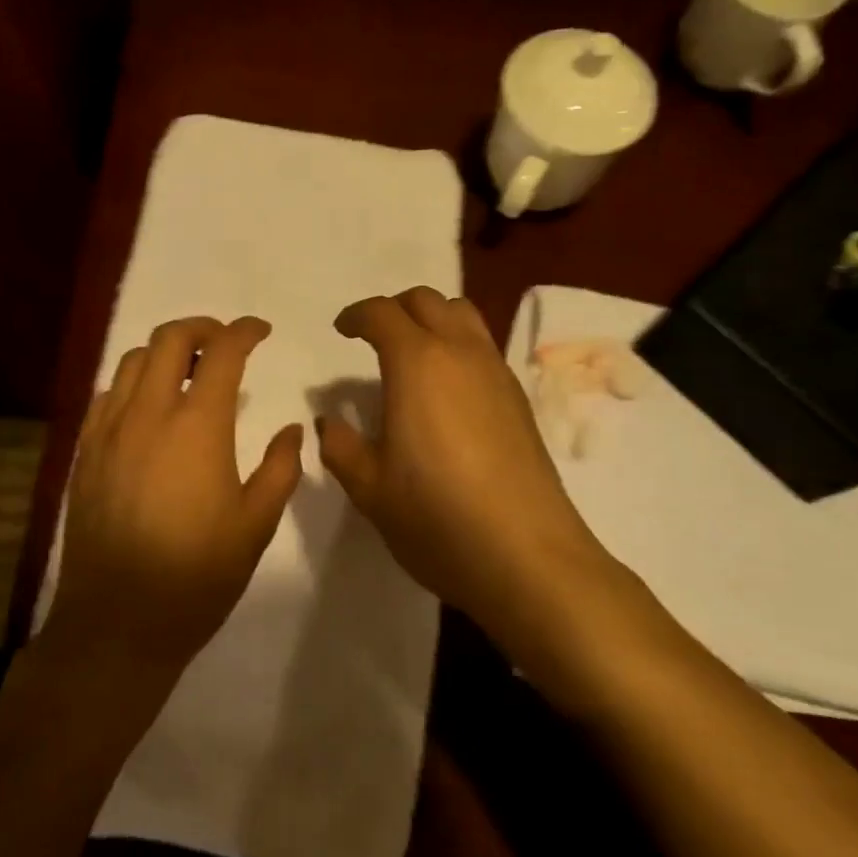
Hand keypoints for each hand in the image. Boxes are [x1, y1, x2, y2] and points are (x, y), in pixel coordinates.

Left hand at [50, 316, 304, 682]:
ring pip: (131, 360)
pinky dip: (132, 383)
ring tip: (187, 372)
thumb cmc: (198, 575)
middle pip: (169, 339)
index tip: (261, 331)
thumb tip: (293, 430)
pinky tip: (147, 410)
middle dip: (202, 327)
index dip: (245, 332)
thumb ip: (280, 468)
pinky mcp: (83, 453)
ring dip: (164, 352)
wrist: (118, 623)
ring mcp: (108, 431)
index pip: (222, 352)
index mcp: (197, 426)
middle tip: (224, 343)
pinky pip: (106, 395)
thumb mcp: (256, 524)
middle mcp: (148, 414)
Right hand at [316, 288, 608, 635]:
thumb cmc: (436, 517)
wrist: (526, 555)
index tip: (342, 331)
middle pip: (428, 301)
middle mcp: (461, 353)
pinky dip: (458, 347)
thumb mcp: (370, 488)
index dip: (357, 315)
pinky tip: (447, 391)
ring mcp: (497, 373)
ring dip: (432, 320)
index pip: (383, 313)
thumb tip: (331, 421)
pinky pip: (484, 348)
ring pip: (463, 317)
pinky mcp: (519, 399)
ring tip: (411, 356)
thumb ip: (342, 446)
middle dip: (395, 309)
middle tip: (373, 337)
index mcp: (417, 363)